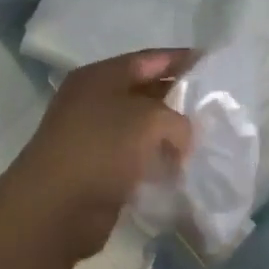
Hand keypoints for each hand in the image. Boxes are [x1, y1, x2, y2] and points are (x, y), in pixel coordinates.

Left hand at [1, 48, 194, 266]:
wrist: (54, 209)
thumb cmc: (100, 148)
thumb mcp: (149, 120)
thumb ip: (177, 119)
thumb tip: (182, 137)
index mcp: (100, 77)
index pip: (148, 59)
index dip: (181, 59)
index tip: (213, 64)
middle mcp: (94, 101)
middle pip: (145, 92)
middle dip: (178, 99)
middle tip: (215, 107)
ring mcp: (93, 136)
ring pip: (141, 128)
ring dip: (169, 135)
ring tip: (204, 141)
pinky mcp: (97, 170)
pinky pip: (135, 158)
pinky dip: (156, 161)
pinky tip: (180, 169)